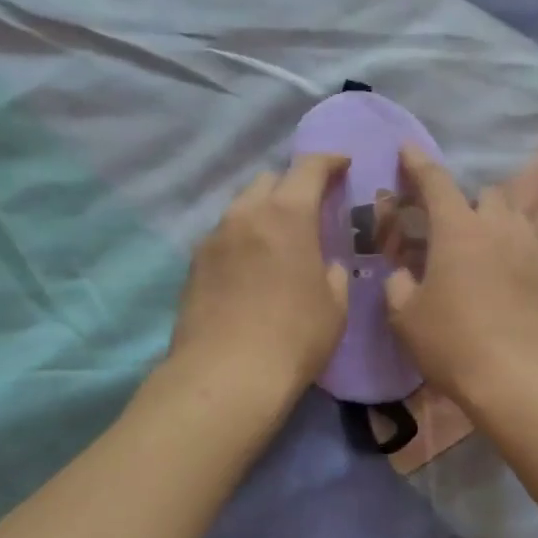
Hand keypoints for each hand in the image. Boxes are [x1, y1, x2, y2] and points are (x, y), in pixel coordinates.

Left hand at [169, 154, 349, 403]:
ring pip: (242, 207)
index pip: (309, 168)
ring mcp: (213, 238)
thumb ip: (334, 273)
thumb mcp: (335, 307)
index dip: (329, 161)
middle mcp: (246, 215)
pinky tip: (252, 268)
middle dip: (292, 186)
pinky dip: (243, 239)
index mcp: (287, 215)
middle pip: (269, 180)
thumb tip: (325, 265)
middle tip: (310, 209)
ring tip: (279, 241)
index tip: (343, 165)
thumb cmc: (294, 338)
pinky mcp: (194, 265)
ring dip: (264, 212)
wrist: (225, 377)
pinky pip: (224, 236)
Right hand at [383, 144, 537, 408]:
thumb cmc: (453, 343)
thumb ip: (397, 285)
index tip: (407, 149)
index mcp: (459, 229)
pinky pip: (530, 251)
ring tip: (479, 251)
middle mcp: (499, 229)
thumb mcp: (405, 317)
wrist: (520, 379)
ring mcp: (532, 252)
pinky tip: (502, 283)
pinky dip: (513, 255)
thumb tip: (402, 274)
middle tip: (449, 227)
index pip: (436, 181)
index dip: (418, 163)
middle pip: (487, 194)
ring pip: (515, 219)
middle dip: (467, 200)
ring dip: (495, 223)